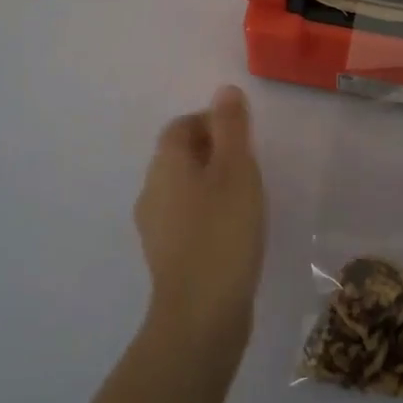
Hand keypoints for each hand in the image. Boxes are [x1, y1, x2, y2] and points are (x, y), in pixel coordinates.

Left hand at [133, 85, 267, 343]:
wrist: (201, 312)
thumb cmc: (223, 230)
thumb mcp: (236, 169)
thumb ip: (231, 127)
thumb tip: (224, 90)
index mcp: (166, 164)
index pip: (181, 126)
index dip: (210, 121)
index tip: (243, 135)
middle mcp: (152, 190)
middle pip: (179, 156)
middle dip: (212, 151)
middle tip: (250, 165)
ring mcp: (155, 227)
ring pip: (182, 189)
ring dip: (210, 184)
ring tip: (246, 198)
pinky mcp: (167, 256)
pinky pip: (186, 218)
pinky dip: (207, 213)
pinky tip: (233, 231)